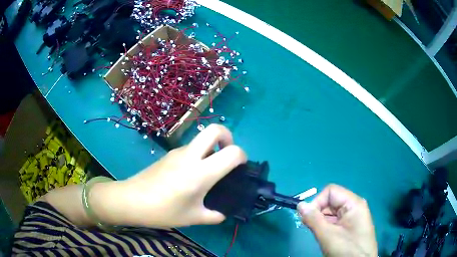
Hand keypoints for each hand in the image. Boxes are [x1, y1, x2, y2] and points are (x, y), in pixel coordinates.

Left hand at [92, 124, 246, 227]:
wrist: (131, 200)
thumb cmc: (163, 211)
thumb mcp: (192, 217)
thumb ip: (213, 216)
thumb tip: (222, 214)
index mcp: (200, 173)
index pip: (232, 152)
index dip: (242, 156)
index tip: (241, 168)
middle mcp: (190, 156)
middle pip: (215, 129)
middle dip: (228, 137)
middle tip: (227, 155)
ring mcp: (177, 152)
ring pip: (201, 139)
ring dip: (211, 148)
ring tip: (209, 171)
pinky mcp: (168, 154)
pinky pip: (189, 148)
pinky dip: (198, 155)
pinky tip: (190, 176)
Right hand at [297, 184, 376, 256]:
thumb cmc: (347, 250)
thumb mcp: (328, 236)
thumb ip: (313, 219)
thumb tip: (300, 205)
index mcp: (353, 203)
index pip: (331, 191)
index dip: (317, 202)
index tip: (307, 218)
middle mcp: (354, 206)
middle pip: (331, 201)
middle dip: (318, 213)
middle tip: (311, 228)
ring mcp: (353, 216)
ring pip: (332, 212)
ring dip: (322, 221)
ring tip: (319, 234)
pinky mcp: (351, 226)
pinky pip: (336, 220)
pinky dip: (327, 226)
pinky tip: (325, 236)